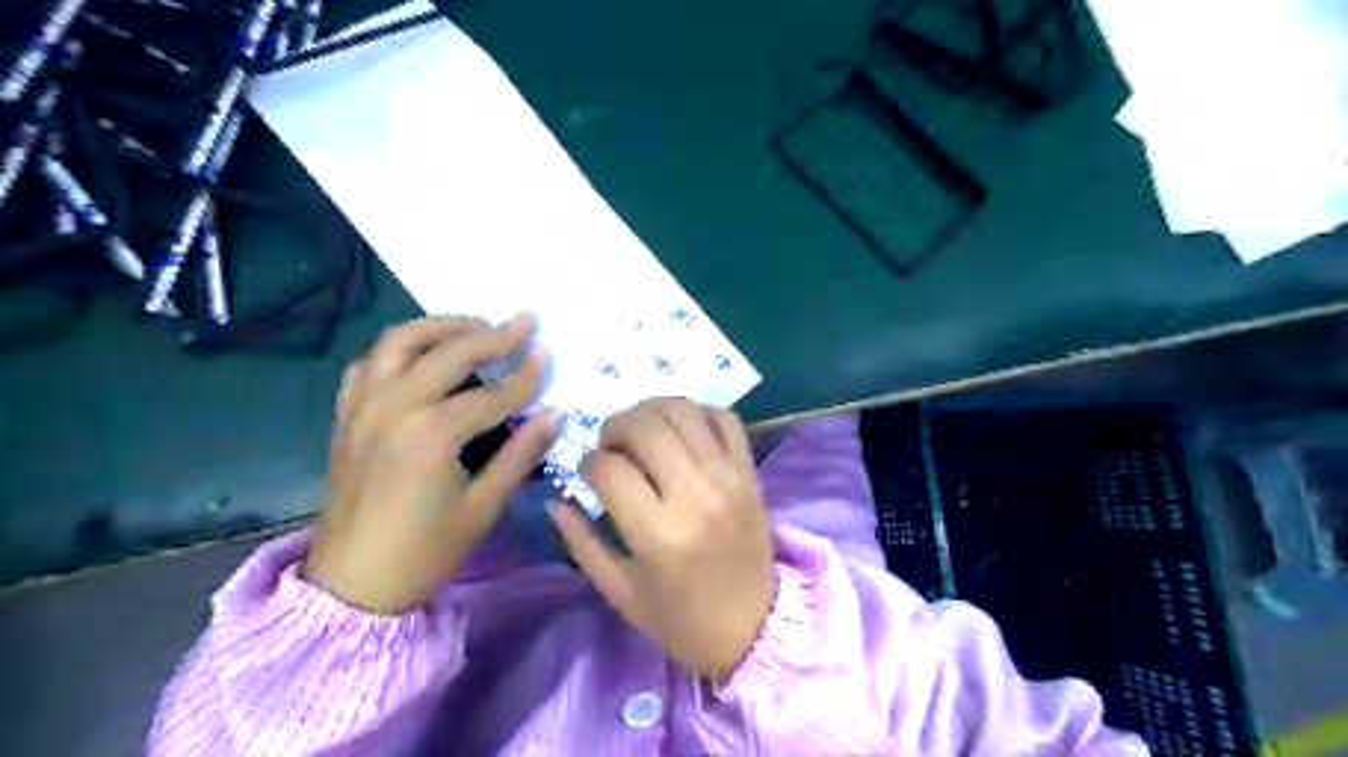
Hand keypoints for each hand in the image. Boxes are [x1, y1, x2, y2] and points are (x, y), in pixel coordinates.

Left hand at [305, 313, 556, 614]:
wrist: (352, 585)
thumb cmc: (426, 552)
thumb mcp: (484, 507)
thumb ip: (521, 454)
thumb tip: (555, 414)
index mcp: (432, 434)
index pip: (492, 393)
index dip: (526, 374)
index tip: (549, 353)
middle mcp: (394, 407)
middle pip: (448, 353)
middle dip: (492, 335)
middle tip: (523, 321)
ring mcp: (364, 407)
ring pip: (399, 342)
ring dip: (440, 326)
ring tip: (474, 326)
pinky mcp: (347, 415)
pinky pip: (369, 363)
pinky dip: (398, 348)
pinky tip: (422, 355)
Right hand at [550, 398, 779, 678]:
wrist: (755, 628)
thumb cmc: (681, 620)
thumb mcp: (620, 593)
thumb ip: (582, 542)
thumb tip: (555, 500)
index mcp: (657, 533)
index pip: (608, 467)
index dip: (588, 463)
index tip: (588, 473)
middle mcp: (694, 494)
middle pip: (645, 425)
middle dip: (614, 425)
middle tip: (611, 445)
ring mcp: (728, 477)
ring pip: (683, 409)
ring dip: (651, 410)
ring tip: (642, 432)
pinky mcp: (750, 472)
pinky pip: (724, 418)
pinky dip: (697, 412)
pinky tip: (681, 431)